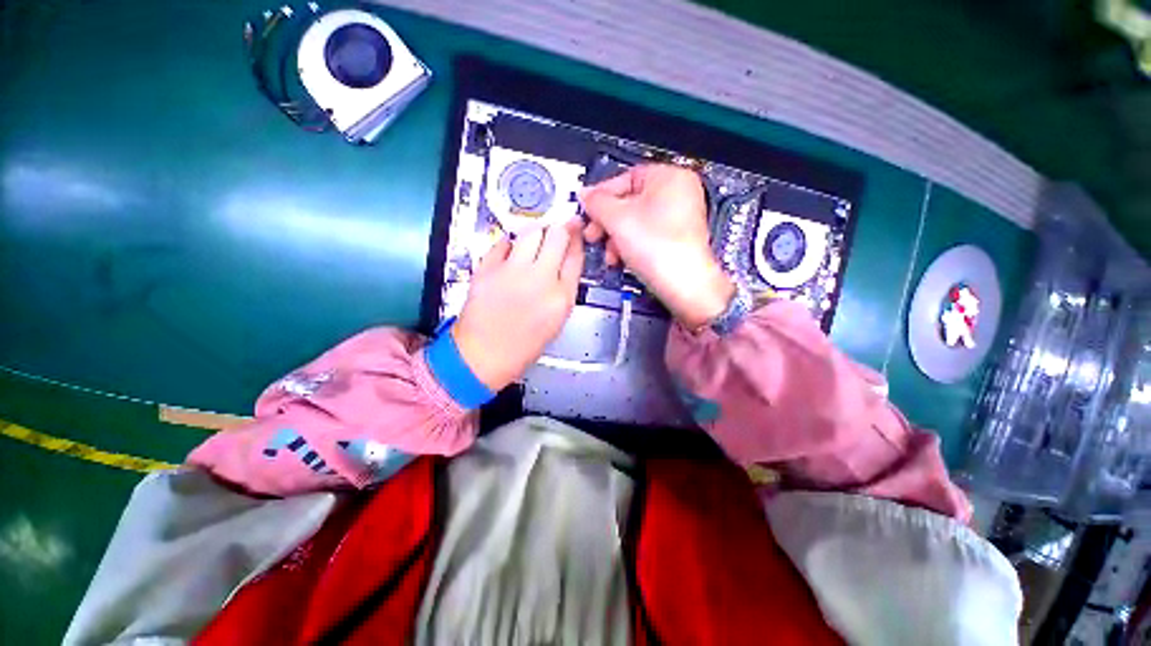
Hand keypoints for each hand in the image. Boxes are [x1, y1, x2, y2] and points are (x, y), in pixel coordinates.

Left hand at [453, 222, 583, 390]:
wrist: (484, 356)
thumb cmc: (521, 346)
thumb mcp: (555, 321)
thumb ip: (563, 289)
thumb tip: (563, 263)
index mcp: (561, 298)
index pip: (576, 256)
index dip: (576, 240)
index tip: (575, 232)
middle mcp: (541, 280)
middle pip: (557, 236)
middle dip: (561, 228)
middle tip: (559, 226)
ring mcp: (513, 272)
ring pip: (532, 232)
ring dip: (537, 230)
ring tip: (536, 236)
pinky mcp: (488, 269)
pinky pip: (503, 243)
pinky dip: (509, 243)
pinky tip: (511, 251)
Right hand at [582, 164, 733, 329]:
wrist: (684, 285)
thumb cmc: (659, 248)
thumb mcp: (617, 219)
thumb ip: (597, 202)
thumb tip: (586, 195)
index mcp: (670, 177)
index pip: (624, 178)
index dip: (601, 195)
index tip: (587, 209)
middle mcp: (678, 194)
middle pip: (628, 202)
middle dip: (607, 223)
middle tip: (593, 233)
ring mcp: (679, 218)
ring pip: (635, 222)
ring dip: (615, 238)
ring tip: (609, 253)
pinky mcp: (676, 239)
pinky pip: (645, 235)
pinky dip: (630, 245)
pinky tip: (621, 259)